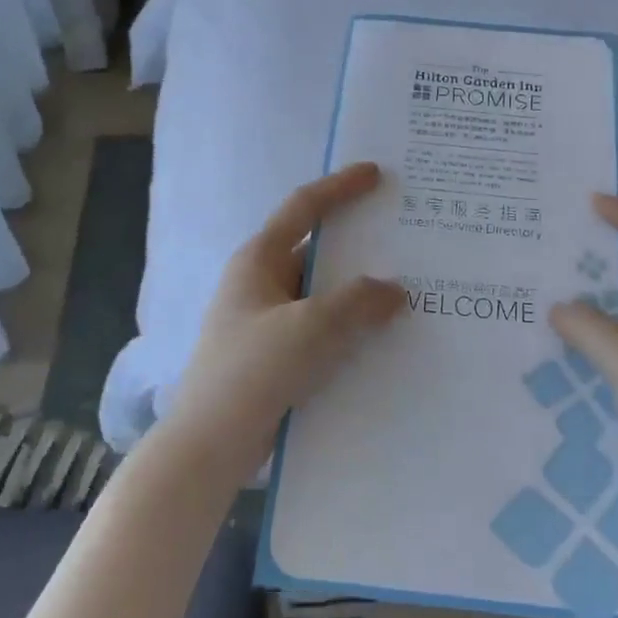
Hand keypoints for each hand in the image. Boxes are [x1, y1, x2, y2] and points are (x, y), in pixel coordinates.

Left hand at [166, 163, 404, 477]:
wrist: (210, 444)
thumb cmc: (255, 370)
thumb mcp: (313, 327)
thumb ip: (360, 302)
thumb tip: (395, 291)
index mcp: (259, 260)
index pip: (303, 208)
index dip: (340, 187)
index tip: (376, 173)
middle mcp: (260, 282)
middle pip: (316, 251)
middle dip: (359, 246)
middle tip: (405, 239)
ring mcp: (265, 321)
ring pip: (321, 294)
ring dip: (357, 293)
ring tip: (407, 291)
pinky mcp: (274, 356)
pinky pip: (319, 328)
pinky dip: (348, 327)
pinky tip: (381, 338)